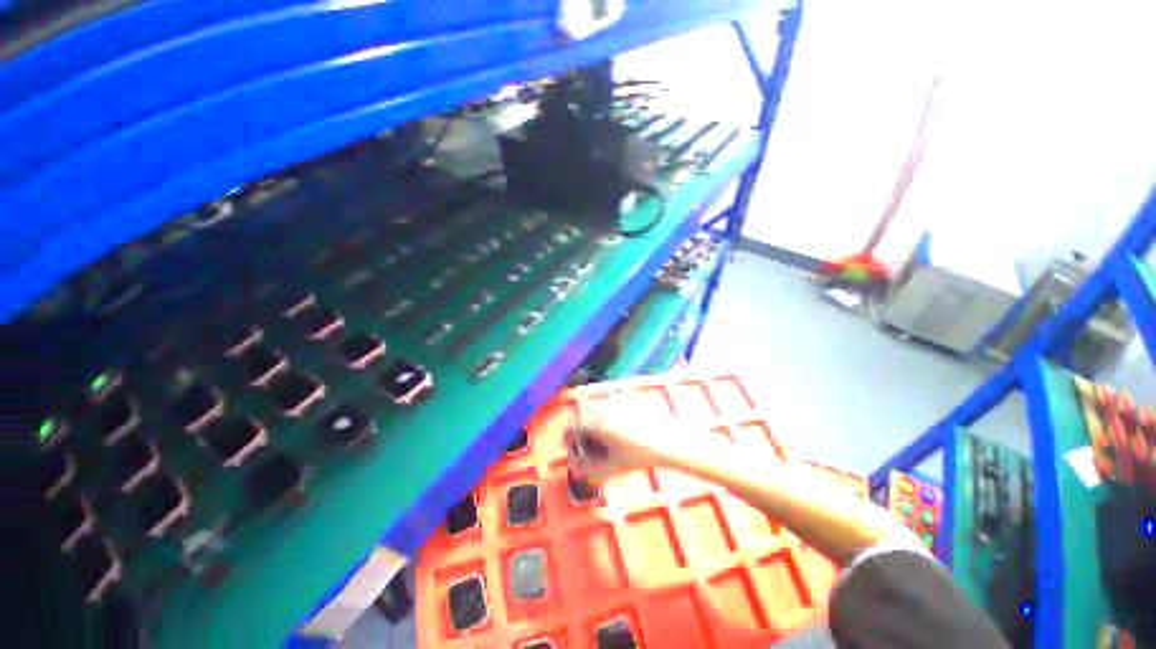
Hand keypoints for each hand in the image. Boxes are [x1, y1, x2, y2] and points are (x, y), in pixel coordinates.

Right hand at [565, 400, 674, 482]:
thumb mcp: (612, 466)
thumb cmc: (639, 454)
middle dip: (582, 437)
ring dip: (593, 431)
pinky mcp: (626, 404)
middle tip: (588, 454)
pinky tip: (616, 439)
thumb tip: (575, 468)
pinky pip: (607, 412)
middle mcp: (602, 409)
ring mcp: (615, 405)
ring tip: (603, 448)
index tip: (573, 455)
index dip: (568, 442)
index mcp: (595, 422)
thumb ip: (589, 468)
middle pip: (582, 420)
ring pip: (595, 416)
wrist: (669, 440)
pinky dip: (605, 424)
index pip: (571, 428)